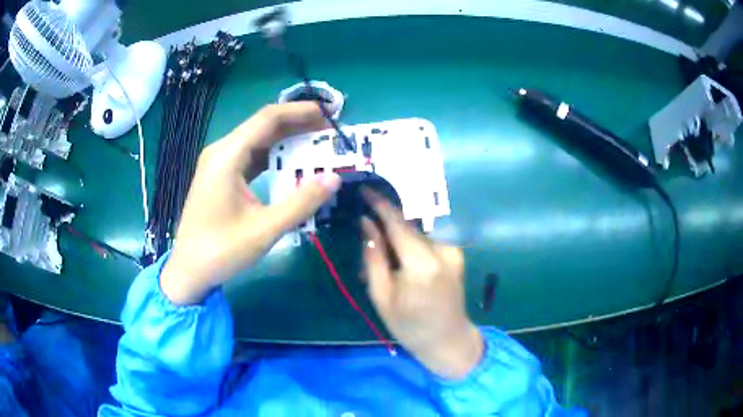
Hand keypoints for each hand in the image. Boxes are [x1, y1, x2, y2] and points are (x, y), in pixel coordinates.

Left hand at [161, 103, 341, 304]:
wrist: (188, 270)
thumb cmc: (221, 251)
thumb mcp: (264, 230)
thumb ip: (300, 202)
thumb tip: (334, 178)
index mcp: (227, 156)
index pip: (267, 119)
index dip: (300, 111)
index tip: (329, 113)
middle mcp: (222, 152)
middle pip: (263, 126)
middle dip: (297, 125)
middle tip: (329, 132)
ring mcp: (219, 163)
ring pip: (258, 140)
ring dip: (287, 140)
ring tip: (317, 144)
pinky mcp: (221, 176)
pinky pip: (251, 157)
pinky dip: (274, 156)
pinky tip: (292, 163)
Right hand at [361, 191, 482, 378]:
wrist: (448, 341)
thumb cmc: (410, 326)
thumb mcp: (382, 295)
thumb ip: (373, 256)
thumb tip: (366, 222)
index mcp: (422, 263)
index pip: (398, 222)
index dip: (379, 203)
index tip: (363, 189)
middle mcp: (442, 250)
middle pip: (408, 228)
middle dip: (385, 227)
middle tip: (366, 236)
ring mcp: (453, 251)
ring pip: (416, 235)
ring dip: (398, 241)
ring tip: (384, 261)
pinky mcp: (456, 255)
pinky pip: (426, 243)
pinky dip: (411, 249)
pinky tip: (403, 267)